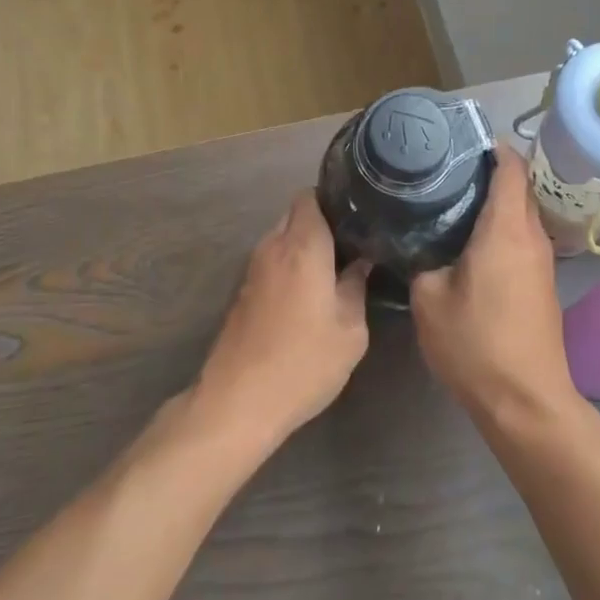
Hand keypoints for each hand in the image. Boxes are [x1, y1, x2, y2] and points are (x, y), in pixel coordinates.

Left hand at [194, 191, 370, 447]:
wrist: (238, 402)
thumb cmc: (303, 362)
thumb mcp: (350, 330)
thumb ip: (356, 286)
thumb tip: (361, 262)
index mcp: (303, 246)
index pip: (311, 196)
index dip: (334, 198)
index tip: (359, 213)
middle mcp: (272, 248)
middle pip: (295, 214)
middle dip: (323, 222)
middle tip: (354, 242)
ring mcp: (252, 270)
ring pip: (282, 239)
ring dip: (305, 247)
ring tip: (336, 267)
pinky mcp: (242, 293)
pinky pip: (271, 262)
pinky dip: (290, 266)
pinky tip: (311, 292)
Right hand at [410, 149, 572, 417]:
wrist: (526, 400)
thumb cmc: (476, 344)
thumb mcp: (429, 300)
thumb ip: (421, 261)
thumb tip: (418, 244)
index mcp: (507, 229)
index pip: (511, 167)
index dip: (491, 147)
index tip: (459, 140)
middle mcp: (531, 236)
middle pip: (518, 186)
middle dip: (487, 172)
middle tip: (445, 170)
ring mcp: (542, 261)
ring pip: (521, 213)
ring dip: (495, 202)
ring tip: (452, 201)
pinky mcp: (542, 283)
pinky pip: (522, 238)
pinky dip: (501, 227)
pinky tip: (469, 242)